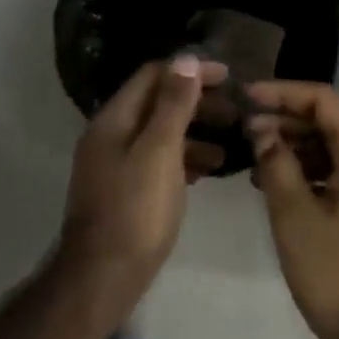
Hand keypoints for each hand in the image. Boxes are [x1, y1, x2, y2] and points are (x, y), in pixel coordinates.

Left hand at [62, 55, 227, 307]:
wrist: (103, 278)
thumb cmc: (136, 210)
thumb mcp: (160, 151)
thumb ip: (174, 105)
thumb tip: (186, 59)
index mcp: (114, 120)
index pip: (153, 76)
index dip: (190, 71)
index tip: (228, 77)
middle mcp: (111, 136)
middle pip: (157, 104)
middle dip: (197, 102)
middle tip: (235, 111)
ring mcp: (117, 165)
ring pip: (161, 134)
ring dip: (196, 132)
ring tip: (230, 143)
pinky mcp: (127, 191)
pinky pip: (160, 161)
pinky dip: (186, 158)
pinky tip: (210, 170)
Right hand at [244, 81, 338, 338]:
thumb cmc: (337, 274)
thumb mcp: (295, 217)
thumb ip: (276, 165)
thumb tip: (262, 130)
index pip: (324, 100)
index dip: (283, 93)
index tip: (246, 98)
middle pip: (330, 121)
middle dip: (286, 119)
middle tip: (244, 130)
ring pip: (333, 147)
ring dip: (295, 146)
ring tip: (253, 156)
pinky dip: (309, 170)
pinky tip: (276, 183)